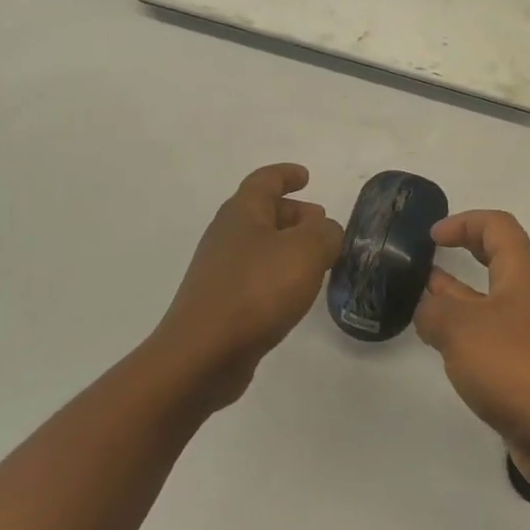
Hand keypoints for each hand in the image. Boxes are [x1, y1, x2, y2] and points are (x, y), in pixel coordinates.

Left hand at [153, 164, 343, 409]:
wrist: (203, 354)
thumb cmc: (256, 290)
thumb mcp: (306, 251)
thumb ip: (325, 233)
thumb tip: (326, 232)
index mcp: (242, 212)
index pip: (265, 180)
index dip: (286, 175)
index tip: (306, 177)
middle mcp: (227, 235)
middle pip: (263, 213)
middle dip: (294, 215)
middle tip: (323, 227)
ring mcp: (220, 271)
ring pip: (261, 247)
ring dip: (289, 247)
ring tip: (318, 262)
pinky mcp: (222, 303)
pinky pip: (256, 276)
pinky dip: (279, 275)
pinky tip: (295, 294)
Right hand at [413, 210, 529, 494]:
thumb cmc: (516, 367)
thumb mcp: (462, 329)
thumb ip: (434, 311)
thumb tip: (425, 308)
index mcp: (520, 276)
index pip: (498, 227)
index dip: (465, 221)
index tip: (432, 236)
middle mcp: (527, 301)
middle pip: (496, 261)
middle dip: (462, 253)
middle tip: (425, 260)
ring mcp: (527, 338)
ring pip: (488, 304)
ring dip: (456, 298)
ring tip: (419, 302)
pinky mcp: (523, 373)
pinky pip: (488, 341)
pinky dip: (462, 337)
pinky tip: (439, 347)